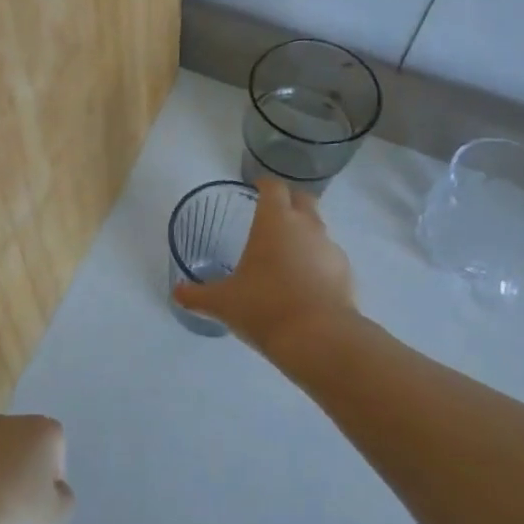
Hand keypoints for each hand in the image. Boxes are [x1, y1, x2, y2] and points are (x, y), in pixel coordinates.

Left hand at [0, 414, 74, 523]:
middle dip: (16, 468)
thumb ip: (63, 497)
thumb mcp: (56, 518)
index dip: (51, 475)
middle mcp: (5, 421)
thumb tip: (54, 488)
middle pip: (18, 443)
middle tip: (11, 508)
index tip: (40, 503)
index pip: (55, 445)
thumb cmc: (13, 516)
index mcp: (41, 430)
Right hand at [172, 178, 357, 354]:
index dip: (264, 184)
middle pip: (303, 199)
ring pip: (318, 229)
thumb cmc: (264, 307)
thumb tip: (176, 293)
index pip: (273, 187)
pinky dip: (317, 263)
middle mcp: (307, 226)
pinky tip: (304, 284)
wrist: (318, 338)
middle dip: (289, 201)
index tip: (256, 188)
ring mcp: (331, 248)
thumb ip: (197, 295)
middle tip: (273, 215)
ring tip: (286, 256)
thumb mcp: (222, 303)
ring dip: (304, 234)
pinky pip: (328, 258)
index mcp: (275, 221)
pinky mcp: (346, 273)